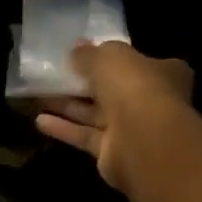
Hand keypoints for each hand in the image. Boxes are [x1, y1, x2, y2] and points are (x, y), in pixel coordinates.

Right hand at [34, 42, 192, 191]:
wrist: (143, 139)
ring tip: (40, 95)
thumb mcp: (108, 56)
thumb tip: (76, 49)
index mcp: (161, 73)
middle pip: (113, 90)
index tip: (84, 54)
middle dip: (84, 83)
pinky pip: (85, 136)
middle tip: (55, 74)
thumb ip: (90, 53)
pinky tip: (39, 121)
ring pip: (96, 114)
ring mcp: (132, 129)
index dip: (110, 57)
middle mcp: (150, 101)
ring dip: (69, 106)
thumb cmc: (134, 86)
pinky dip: (64, 129)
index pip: (135, 62)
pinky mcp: (112, 152)